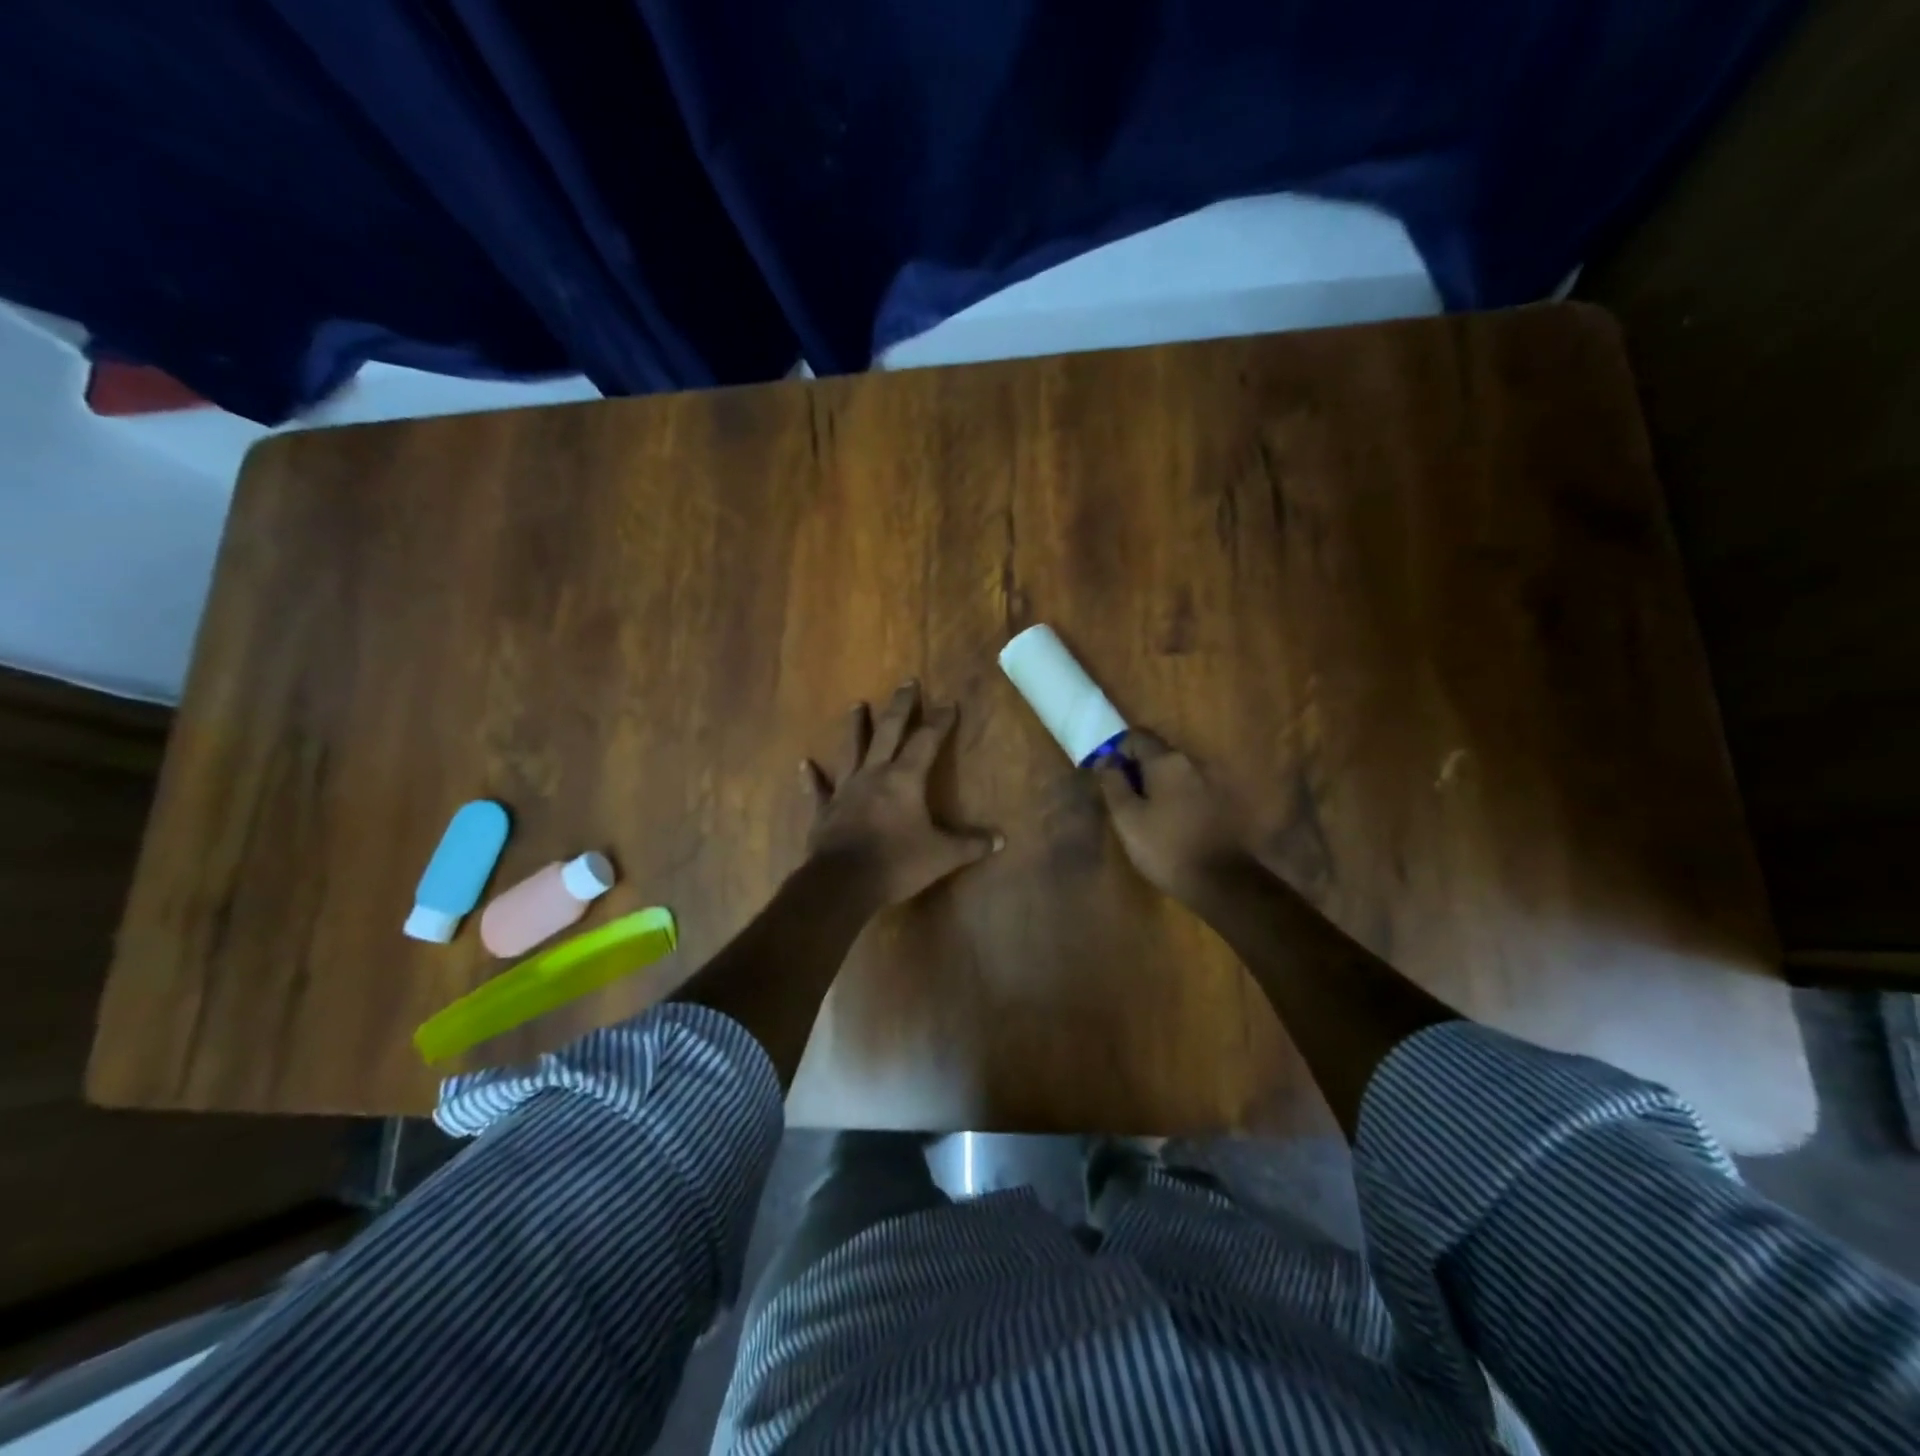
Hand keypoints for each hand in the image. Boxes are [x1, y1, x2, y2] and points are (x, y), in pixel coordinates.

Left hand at [802, 681, 1001, 907]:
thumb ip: (970, 845)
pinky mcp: (825, 810)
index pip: (926, 741)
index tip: (948, 703)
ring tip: (857, 704)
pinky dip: (811, 776)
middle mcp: (874, 774)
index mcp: (904, 779)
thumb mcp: (941, 856)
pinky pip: (818, 789)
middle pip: (888, 731)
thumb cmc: (896, 863)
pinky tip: (805, 764)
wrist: (842, 882)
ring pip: (852, 749)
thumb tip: (1000, 840)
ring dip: (856, 726)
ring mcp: (846, 789)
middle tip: (907, 682)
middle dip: (900, 706)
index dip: (939, 721)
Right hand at [1093, 730, 1248, 905]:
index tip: (1107, 775)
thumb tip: (1105, 760)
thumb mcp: (1127, 818)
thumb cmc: (1166, 847)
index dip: (1117, 751)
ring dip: (1158, 784)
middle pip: (1158, 753)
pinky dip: (1176, 796)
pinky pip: (1191, 788)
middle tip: (1123, 797)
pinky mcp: (1224, 802)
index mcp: (1168, 761)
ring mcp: (1213, 781)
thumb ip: (1113, 783)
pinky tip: (1170, 821)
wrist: (1223, 882)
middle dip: (1137, 768)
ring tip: (1145, 812)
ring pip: (1175, 772)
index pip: (1137, 737)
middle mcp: (1194, 762)